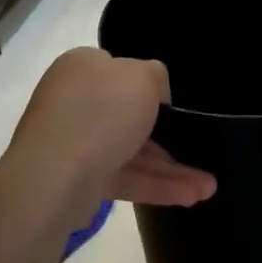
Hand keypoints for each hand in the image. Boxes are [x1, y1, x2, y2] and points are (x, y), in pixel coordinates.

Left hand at [10, 48, 215, 209]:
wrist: (54, 178)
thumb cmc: (102, 113)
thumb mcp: (143, 77)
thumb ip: (156, 76)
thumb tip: (155, 91)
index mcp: (82, 67)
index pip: (118, 69)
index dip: (148, 83)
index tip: (173, 101)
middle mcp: (75, 101)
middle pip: (129, 114)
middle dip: (169, 135)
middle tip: (199, 147)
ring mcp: (75, 142)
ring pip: (132, 151)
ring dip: (170, 168)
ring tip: (208, 187)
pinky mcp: (79, 179)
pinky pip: (124, 177)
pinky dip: (155, 185)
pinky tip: (190, 196)